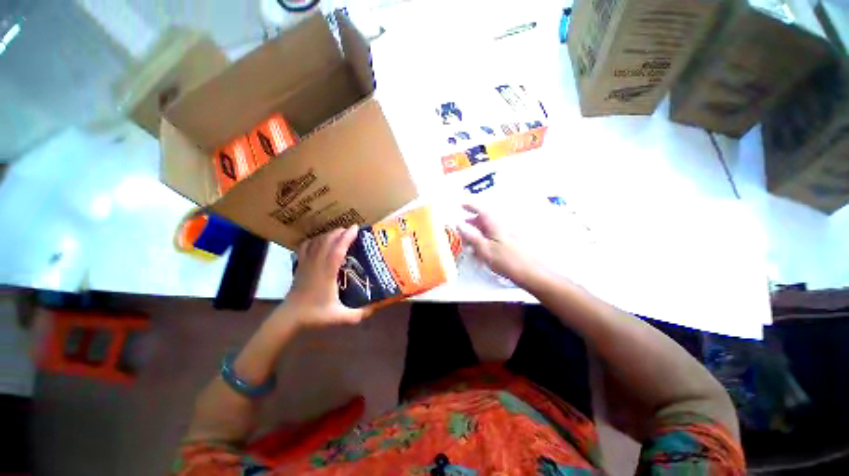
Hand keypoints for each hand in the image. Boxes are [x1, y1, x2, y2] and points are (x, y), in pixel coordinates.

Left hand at [277, 226, 370, 328]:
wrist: (290, 318)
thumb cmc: (315, 315)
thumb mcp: (340, 317)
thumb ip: (358, 314)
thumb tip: (374, 309)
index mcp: (327, 274)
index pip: (337, 250)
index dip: (346, 238)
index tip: (355, 228)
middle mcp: (316, 265)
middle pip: (327, 241)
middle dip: (339, 232)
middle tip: (351, 230)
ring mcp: (306, 264)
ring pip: (316, 242)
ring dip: (328, 234)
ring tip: (339, 233)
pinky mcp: (300, 266)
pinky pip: (305, 247)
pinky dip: (313, 240)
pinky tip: (319, 240)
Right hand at [458, 204, 544, 286]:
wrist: (530, 273)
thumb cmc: (506, 260)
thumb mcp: (485, 249)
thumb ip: (471, 236)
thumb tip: (459, 224)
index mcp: (495, 225)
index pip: (482, 211)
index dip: (471, 206)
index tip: (462, 205)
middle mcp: (501, 227)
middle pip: (485, 220)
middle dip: (472, 222)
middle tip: (462, 227)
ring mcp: (506, 236)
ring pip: (488, 229)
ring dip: (477, 232)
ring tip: (468, 242)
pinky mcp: (509, 244)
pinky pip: (493, 237)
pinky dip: (484, 239)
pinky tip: (480, 250)